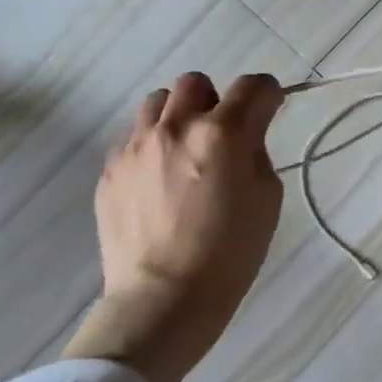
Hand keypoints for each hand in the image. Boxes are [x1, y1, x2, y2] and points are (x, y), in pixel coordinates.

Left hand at [67, 71, 284, 381]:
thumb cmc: (231, 251)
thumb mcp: (267, 196)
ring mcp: (136, 146)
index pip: (254, 86)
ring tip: (186, 149)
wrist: (163, 299)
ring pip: (158, 101)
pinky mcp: (110, 170)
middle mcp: (176, 127)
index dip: (269, 94)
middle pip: (196, 83)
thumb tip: (243, 137)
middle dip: (216, 100)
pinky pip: (134, 136)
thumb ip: (256, 152)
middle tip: (223, 134)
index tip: (271, 110)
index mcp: (223, 133)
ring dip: (179, 115)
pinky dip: (152, 144)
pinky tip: (160, 178)